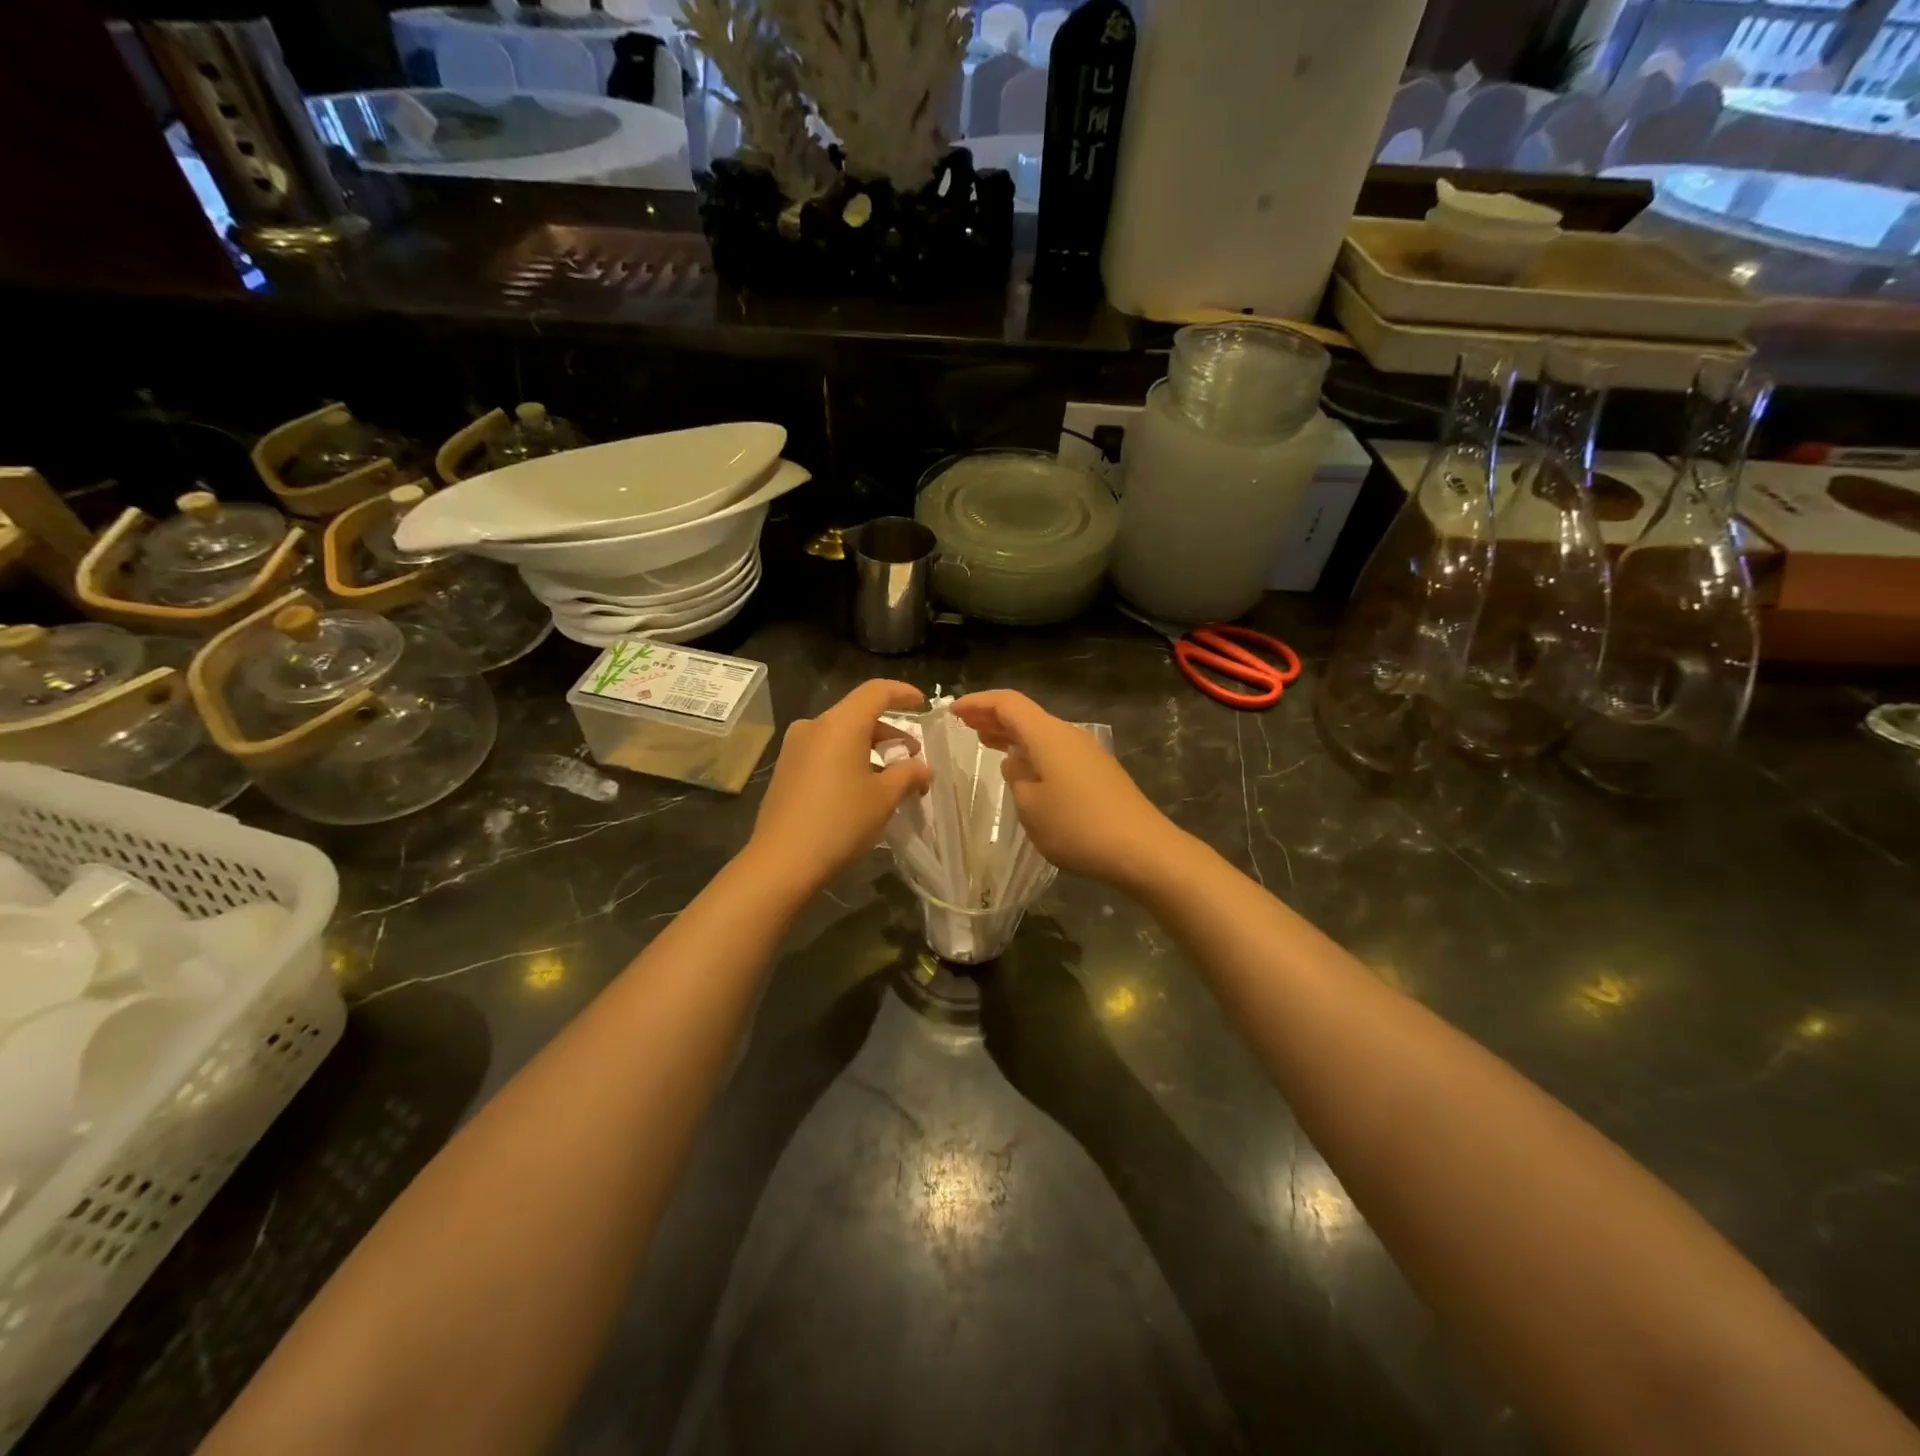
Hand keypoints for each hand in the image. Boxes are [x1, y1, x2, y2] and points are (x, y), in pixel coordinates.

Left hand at [747, 680, 930, 895]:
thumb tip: (923, 769)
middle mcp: (814, 726)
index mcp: (840, 724)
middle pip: (858, 714)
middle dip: (890, 730)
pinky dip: (848, 758)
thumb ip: (908, 774)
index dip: (902, 693)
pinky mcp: (786, 769)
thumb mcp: (884, 797)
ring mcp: (795, 747)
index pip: (876, 691)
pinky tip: (863, 786)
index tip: (922, 704)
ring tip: (892, 775)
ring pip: (841, 734)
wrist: (783, 860)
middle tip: (913, 755)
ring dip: (870, 747)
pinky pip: (825, 751)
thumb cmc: (841, 821)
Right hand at [949, 690, 1181, 888]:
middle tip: (964, 725)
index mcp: (1048, 735)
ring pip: (1040, 734)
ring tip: (985, 741)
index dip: (978, 703)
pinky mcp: (1097, 772)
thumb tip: (1016, 762)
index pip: (1008, 704)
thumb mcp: (1031, 806)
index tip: (953, 711)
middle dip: (993, 717)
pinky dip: (1031, 751)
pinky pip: (1055, 751)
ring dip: (1012, 735)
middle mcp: (1068, 735)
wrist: (1142, 850)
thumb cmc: (1077, 826)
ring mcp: (1086, 753)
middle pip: (1025, 715)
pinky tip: (1022, 768)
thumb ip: (1016, 777)